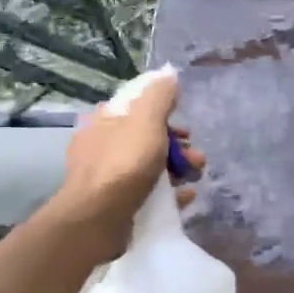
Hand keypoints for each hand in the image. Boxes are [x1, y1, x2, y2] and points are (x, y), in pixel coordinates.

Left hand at [50, 71, 205, 265]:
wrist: (97, 219)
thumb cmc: (123, 164)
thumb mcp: (146, 121)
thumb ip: (160, 95)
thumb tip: (169, 73)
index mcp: (104, 122)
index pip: (138, 109)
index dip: (166, 114)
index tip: (185, 128)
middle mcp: (102, 146)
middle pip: (148, 139)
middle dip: (178, 146)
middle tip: (196, 158)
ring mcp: (107, 177)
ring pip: (150, 166)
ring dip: (178, 168)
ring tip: (196, 177)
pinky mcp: (115, 204)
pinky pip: (148, 192)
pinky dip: (169, 192)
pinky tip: (186, 196)